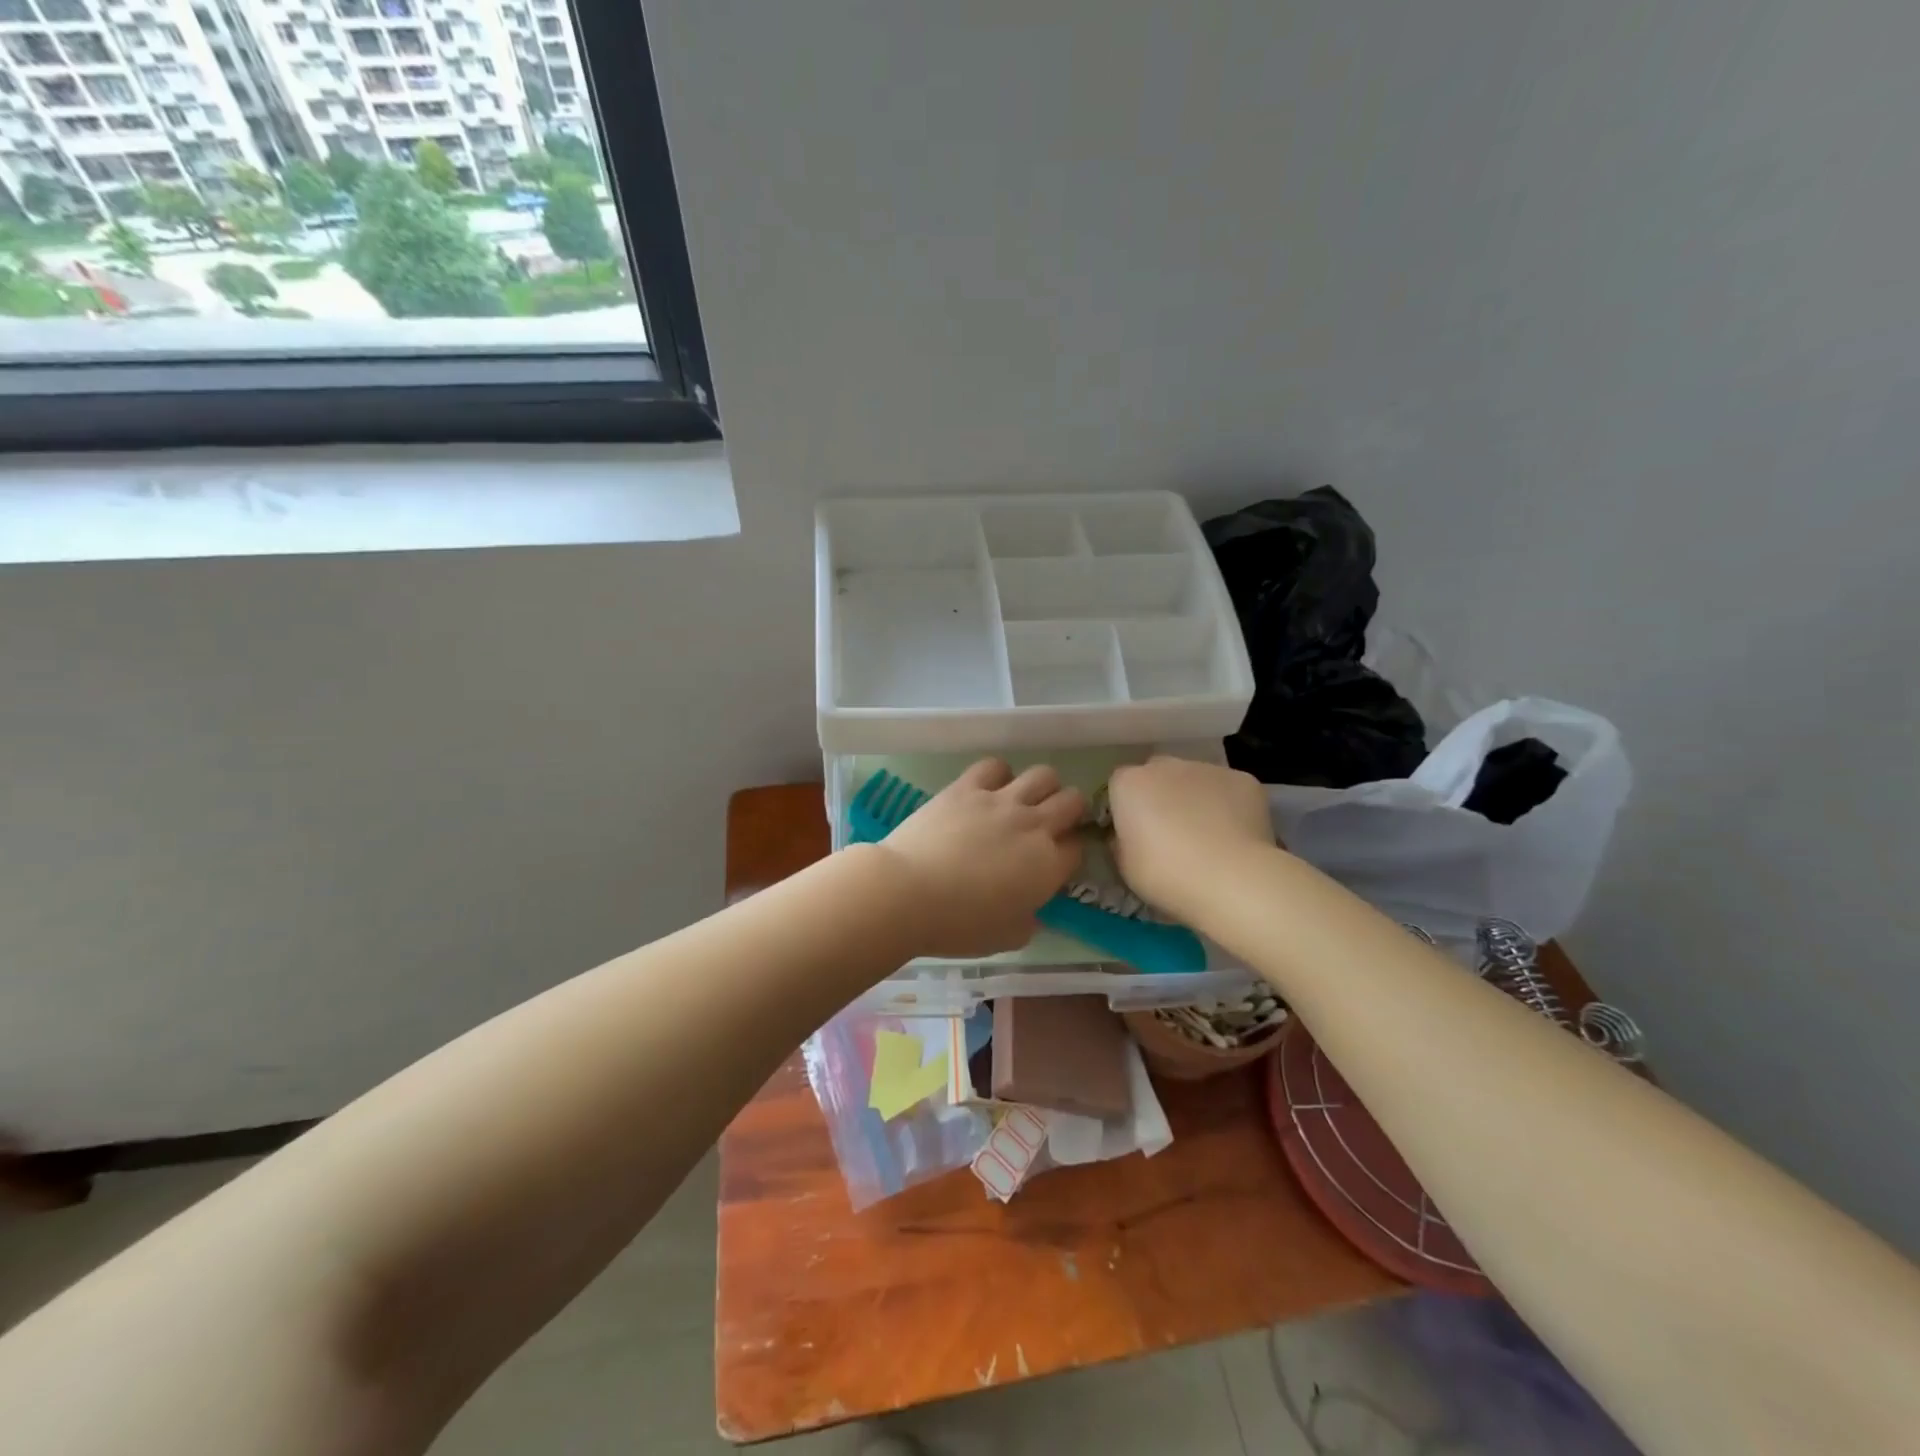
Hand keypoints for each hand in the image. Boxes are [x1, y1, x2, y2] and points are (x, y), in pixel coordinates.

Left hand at [876, 759, 1085, 957]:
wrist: (908, 893)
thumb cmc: (959, 925)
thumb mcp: (1007, 938)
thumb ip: (1028, 921)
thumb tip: (1030, 910)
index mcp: (1048, 866)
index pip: (1078, 847)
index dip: (1069, 852)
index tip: (1055, 860)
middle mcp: (1033, 825)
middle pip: (1072, 801)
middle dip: (1069, 811)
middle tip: (1049, 824)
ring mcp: (1001, 801)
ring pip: (1043, 775)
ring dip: (1041, 787)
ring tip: (1023, 801)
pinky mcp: (967, 787)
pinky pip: (995, 766)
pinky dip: (998, 774)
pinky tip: (988, 788)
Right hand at [1107, 756, 1274, 924]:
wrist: (1231, 879)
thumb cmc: (1166, 874)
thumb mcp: (1124, 866)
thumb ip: (1121, 840)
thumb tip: (1128, 835)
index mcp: (1129, 783)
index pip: (1120, 786)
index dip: (1126, 808)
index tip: (1134, 834)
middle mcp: (1166, 765)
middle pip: (1158, 775)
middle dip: (1160, 795)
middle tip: (1170, 833)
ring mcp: (1207, 769)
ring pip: (1195, 780)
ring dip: (1195, 798)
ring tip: (1208, 836)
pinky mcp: (1243, 779)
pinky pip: (1228, 790)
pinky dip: (1229, 806)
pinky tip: (1235, 835)